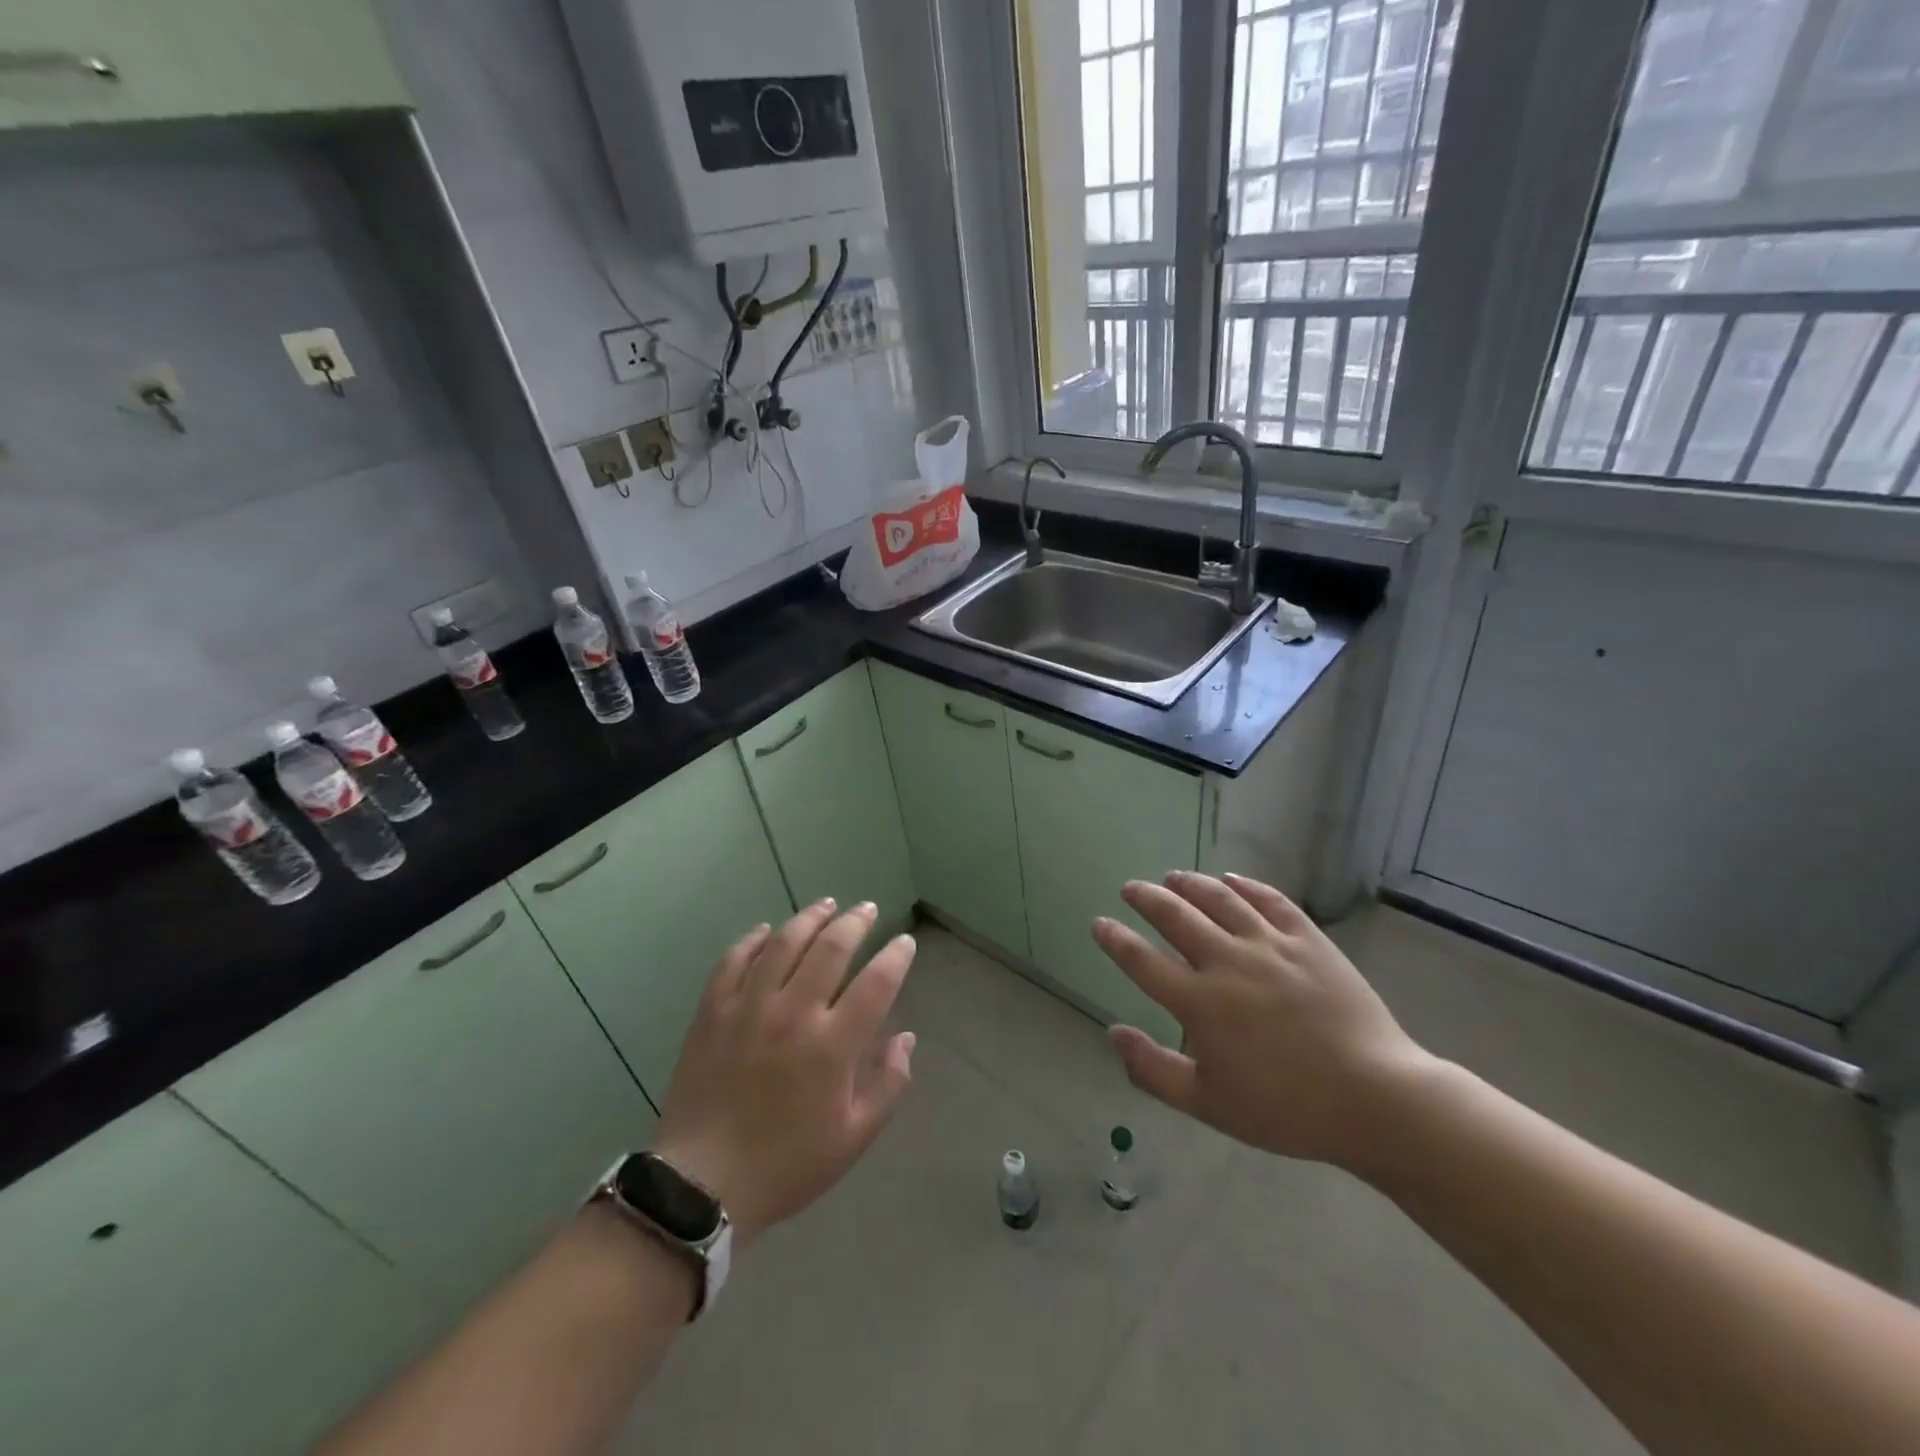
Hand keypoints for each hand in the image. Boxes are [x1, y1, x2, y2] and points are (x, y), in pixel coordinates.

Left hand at [650, 900, 916, 1245]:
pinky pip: (733, 960)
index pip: (876, 983)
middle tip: (866, 910)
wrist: (703, 1186)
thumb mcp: (853, 1138)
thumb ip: (888, 1084)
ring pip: (783, 943)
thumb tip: (906, 1037)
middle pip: (830, 948)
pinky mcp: (712, 1012)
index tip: (904, 942)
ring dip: (809, 918)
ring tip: (826, 905)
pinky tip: (766, 931)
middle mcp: (793, 1014)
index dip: (896, 956)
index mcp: (832, 1046)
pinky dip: (752, 940)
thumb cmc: (787, 1165)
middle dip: (855, 922)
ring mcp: (748, 1008)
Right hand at [1092, 871, 1433, 1170]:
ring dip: (1189, 883)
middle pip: (1175, 916)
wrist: (1376, 1099)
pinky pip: (1270, 900)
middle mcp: (1227, 962)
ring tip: (1172, 877)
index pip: (1142, 960)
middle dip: (1146, 898)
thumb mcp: (1209, 1105)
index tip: (1100, 923)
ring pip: (1219, 899)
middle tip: (1131, 888)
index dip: (1115, 939)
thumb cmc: (1287, 1109)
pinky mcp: (1309, 939)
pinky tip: (1231, 880)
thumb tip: (1112, 1034)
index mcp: (1200, 1003)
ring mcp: (1270, 945)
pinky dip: (1245, 885)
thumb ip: (1153, 1070)